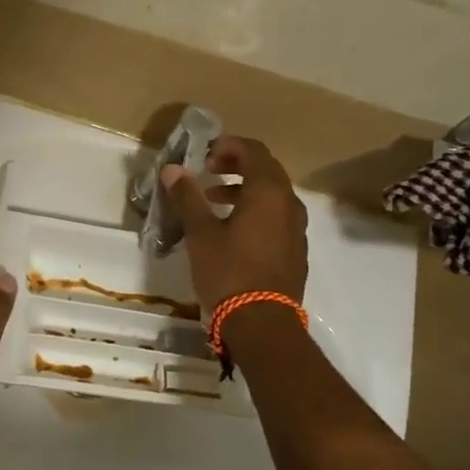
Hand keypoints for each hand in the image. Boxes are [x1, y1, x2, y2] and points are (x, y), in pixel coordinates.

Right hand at [161, 135, 307, 316]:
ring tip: (213, 199)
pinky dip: (255, 210)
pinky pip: (276, 216)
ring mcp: (297, 228)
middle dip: (236, 165)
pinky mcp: (295, 250)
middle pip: (266, 170)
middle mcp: (289, 204)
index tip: (204, 154)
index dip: (228, 146)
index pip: (253, 151)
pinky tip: (232, 229)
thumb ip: (188, 197)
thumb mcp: (201, 233)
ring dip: (244, 189)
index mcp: (268, 192)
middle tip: (208, 171)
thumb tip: (173, 169)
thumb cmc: (229, 272)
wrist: (262, 323)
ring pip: (272, 195)